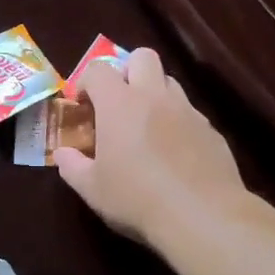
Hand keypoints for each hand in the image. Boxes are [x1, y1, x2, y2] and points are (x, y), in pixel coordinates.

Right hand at [55, 48, 248, 246]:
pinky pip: (190, 113)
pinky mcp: (212, 131)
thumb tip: (62, 154)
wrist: (202, 216)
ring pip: (170, 82)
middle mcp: (155, 97)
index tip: (82, 105)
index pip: (98, 69)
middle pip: (142, 57)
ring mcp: (188, 111)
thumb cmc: (137, 199)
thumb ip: (72, 166)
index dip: (86, 81)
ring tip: (146, 127)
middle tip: (118, 102)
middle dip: (127, 71)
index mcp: (119, 104)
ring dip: (154, 94)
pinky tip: (174, 154)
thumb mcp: (92, 189)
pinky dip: (177, 122)